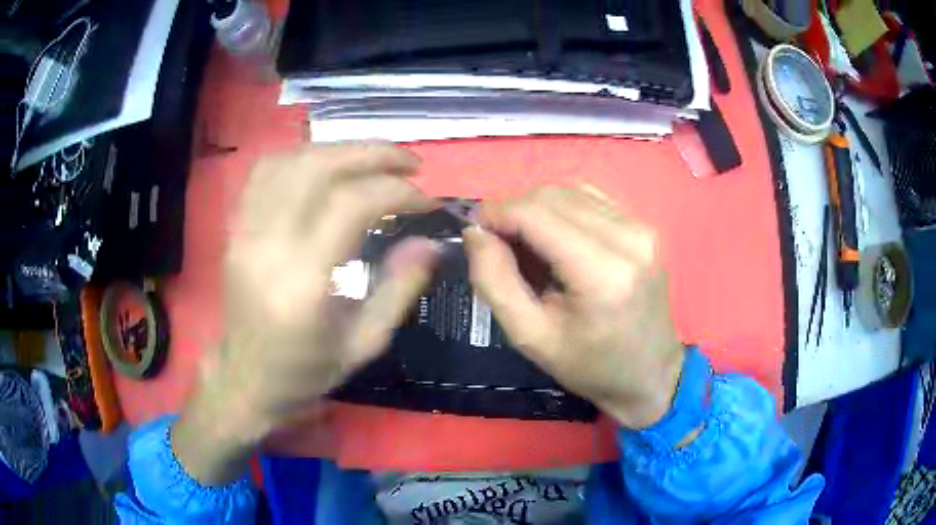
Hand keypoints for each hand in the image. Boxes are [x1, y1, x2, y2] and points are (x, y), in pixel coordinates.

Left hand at [174, 143, 439, 483]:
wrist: (245, 379)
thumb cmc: (306, 371)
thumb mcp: (365, 343)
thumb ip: (400, 288)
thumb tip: (432, 241)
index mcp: (304, 284)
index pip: (352, 205)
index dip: (397, 191)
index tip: (426, 201)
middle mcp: (268, 246)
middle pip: (318, 167)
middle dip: (372, 153)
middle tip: (410, 162)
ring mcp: (244, 232)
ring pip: (289, 161)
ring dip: (337, 150)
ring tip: (372, 161)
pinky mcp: (234, 228)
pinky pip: (264, 173)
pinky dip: (302, 158)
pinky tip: (326, 167)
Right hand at [463, 184, 683, 428]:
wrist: (649, 373)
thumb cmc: (589, 365)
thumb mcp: (530, 337)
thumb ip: (494, 281)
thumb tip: (475, 231)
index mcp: (602, 272)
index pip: (535, 214)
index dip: (496, 213)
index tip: (473, 230)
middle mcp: (627, 237)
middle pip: (551, 196)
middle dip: (513, 211)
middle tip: (497, 244)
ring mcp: (641, 228)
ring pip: (569, 191)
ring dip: (536, 209)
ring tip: (527, 246)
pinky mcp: (644, 226)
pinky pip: (590, 199)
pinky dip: (561, 210)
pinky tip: (556, 239)